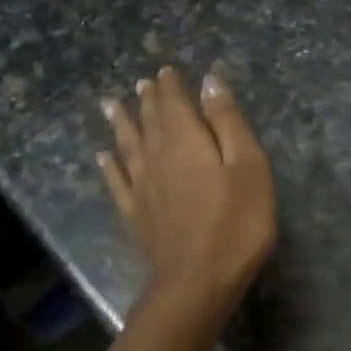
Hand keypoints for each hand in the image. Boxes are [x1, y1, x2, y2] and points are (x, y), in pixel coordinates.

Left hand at [99, 66, 276, 312]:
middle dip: (149, 100)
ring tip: (111, 105)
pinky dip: (109, 165)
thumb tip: (210, 82)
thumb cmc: (236, 223)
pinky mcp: (134, 214)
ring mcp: (141, 187)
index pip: (175, 103)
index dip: (171, 86)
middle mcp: (157, 156)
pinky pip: (116, 181)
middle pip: (150, 120)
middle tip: (144, 83)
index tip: (167, 70)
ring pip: (127, 145)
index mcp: (186, 140)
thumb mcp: (248, 166)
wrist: (197, 281)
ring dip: (122, 123)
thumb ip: (227, 122)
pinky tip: (103, 157)